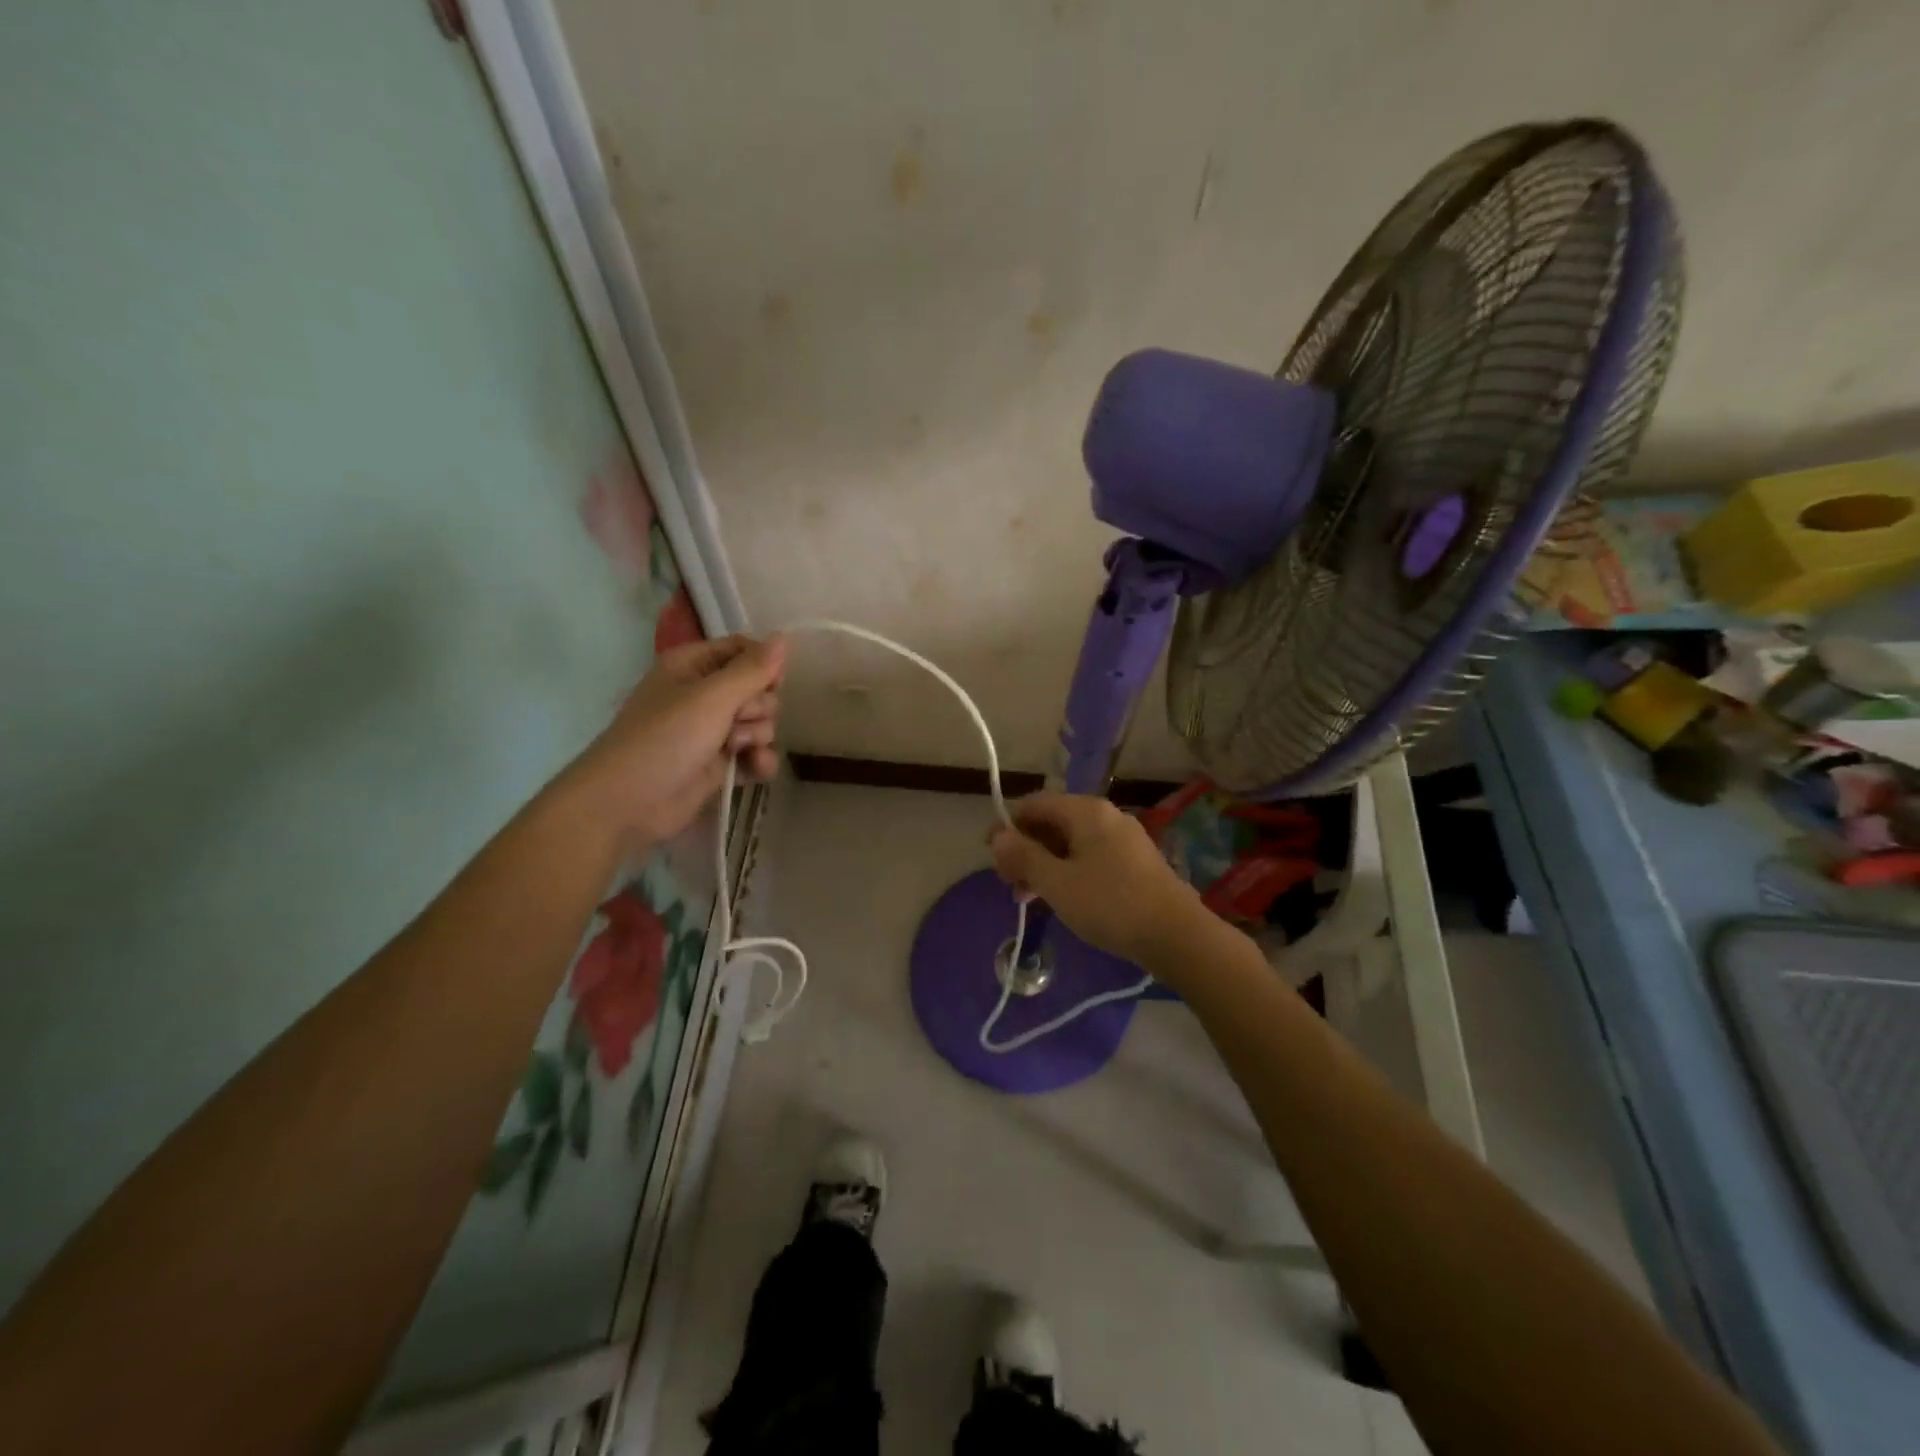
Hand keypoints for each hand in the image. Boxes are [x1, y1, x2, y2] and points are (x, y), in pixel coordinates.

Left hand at [570, 634, 785, 845]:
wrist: (628, 803)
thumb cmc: (665, 739)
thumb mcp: (712, 698)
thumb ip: (752, 670)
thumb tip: (784, 637)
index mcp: (693, 666)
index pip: (743, 649)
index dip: (764, 664)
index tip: (773, 683)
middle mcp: (704, 694)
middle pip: (758, 688)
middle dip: (758, 706)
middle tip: (737, 721)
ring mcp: (712, 730)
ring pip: (761, 721)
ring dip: (758, 735)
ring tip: (736, 748)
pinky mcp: (720, 763)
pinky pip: (756, 752)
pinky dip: (760, 760)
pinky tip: (756, 769)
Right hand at [987, 792, 1204, 967]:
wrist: (1175, 934)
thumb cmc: (1109, 903)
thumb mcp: (1056, 882)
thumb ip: (1023, 856)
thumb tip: (997, 835)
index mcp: (1085, 811)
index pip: (1034, 804)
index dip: (1007, 826)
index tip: (991, 856)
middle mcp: (1105, 816)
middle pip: (1052, 823)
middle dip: (1025, 850)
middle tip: (1008, 883)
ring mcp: (1123, 839)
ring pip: (1070, 843)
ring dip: (1044, 865)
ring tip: (1027, 898)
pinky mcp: (1134, 863)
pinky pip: (1090, 858)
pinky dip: (1068, 872)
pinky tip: (1060, 899)